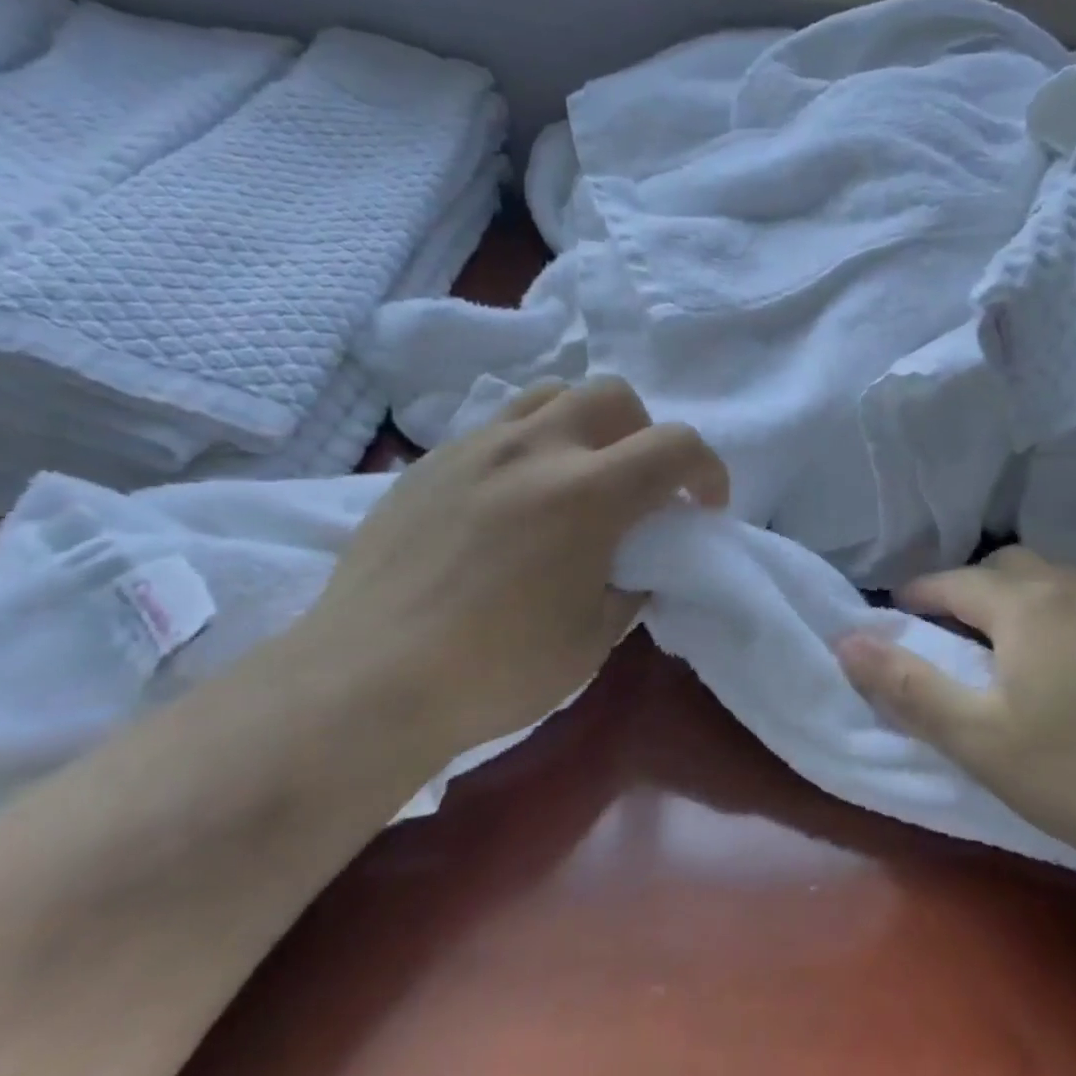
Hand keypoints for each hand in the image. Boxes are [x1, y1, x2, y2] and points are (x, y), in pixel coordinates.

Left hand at [295, 378, 727, 754]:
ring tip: (576, 476)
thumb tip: (635, 562)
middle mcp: (535, 450)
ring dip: (584, 425)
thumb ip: (630, 584)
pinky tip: (511, 499)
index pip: (676, 445)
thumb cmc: (495, 671)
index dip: (707, 470)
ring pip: (551, 395)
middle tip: (638, 488)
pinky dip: (529, 445)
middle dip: (645, 434)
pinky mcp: (429, 462)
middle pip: (613, 396)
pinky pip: (496, 427)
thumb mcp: (592, 638)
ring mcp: (475, 448)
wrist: (368, 680)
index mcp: (587, 494)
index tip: (704, 507)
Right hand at [835, 547, 1075, 884]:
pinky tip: (1056, 661)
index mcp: (1028, 605)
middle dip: (965, 589)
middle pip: (1005, 567)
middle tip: (944, 632)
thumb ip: (906, 685)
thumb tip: (847, 641)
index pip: (955, 582)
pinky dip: (1050, 612)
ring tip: (996, 645)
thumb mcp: (975, 737)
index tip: (893, 614)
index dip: (917, 594)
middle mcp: (1075, 590)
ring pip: (1049, 580)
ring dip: (1011, 597)